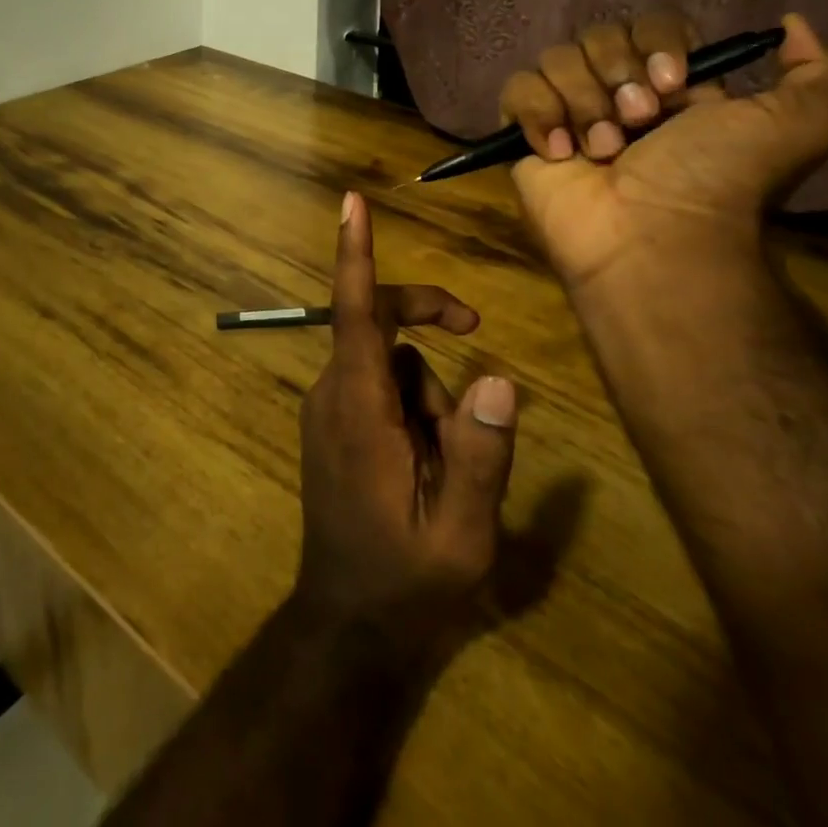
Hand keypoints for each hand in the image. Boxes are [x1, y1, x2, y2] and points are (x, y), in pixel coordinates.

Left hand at [294, 192, 517, 645]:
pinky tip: (425, 465)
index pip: (355, 312)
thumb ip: (480, 455)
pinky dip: (412, 407)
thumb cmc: (404, 581)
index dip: (354, 253)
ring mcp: (328, 408)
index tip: (351, 202)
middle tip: (477, 330)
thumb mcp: (461, 533)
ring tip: (444, 467)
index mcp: (358, 408)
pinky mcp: (333, 423)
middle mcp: (333, 393)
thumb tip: (499, 380)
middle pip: (380, 324)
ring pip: (390, 362)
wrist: (347, 624)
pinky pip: (379, 385)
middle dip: (429, 319)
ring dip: (428, 396)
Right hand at [498, 12, 827, 292]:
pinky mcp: (524, 137)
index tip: (674, 85)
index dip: (657, 45)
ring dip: (583, 103)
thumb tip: (791, 24)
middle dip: (618, 75)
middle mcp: (615, 93)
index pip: (648, 24)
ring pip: (555, 59)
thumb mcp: (799, 126)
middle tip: (639, 124)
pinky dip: (538, 114)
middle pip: (597, 36)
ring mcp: (566, 113)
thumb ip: (822, 71)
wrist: (653, 237)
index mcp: (669, 85)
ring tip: (602, 151)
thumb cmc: (717, 181)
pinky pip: (516, 91)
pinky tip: (561, 151)